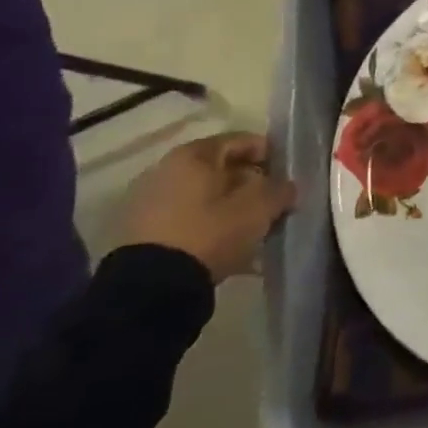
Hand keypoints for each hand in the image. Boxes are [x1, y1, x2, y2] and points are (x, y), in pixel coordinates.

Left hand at [118, 133, 296, 282]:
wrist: (151, 286)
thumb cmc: (210, 232)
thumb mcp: (259, 208)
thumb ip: (280, 190)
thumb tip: (285, 187)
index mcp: (193, 155)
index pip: (240, 140)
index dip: (269, 153)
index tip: (286, 174)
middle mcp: (165, 169)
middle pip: (219, 169)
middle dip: (249, 183)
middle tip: (271, 203)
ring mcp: (148, 201)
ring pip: (203, 196)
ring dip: (229, 206)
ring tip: (251, 228)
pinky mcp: (140, 232)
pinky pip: (187, 218)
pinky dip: (208, 224)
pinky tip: (227, 244)